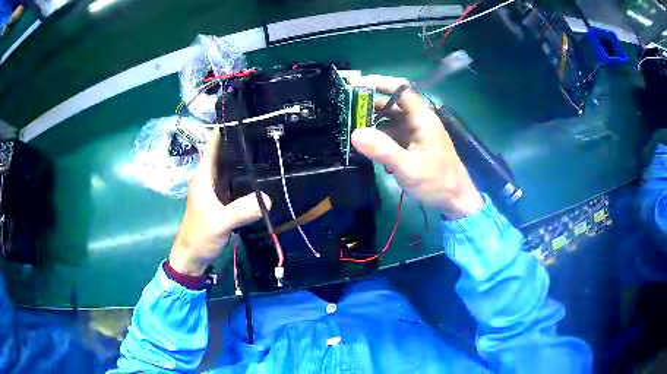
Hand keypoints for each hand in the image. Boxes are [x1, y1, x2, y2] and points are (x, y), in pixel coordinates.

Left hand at [169, 129, 270, 275]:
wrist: (192, 257)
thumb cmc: (199, 235)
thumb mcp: (219, 222)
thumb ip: (241, 210)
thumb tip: (268, 198)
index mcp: (204, 175)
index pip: (215, 143)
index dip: (227, 127)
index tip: (247, 115)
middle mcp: (210, 177)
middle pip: (226, 152)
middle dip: (242, 140)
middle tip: (267, 129)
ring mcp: (217, 189)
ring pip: (232, 167)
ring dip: (245, 158)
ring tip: (268, 146)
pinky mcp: (223, 200)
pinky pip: (236, 182)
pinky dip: (247, 176)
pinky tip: (262, 174)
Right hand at [350, 75, 482, 218]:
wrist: (456, 200)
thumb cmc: (436, 182)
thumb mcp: (408, 168)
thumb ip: (383, 150)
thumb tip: (355, 133)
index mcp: (422, 118)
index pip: (400, 89)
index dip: (379, 82)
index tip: (354, 85)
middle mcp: (419, 120)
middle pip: (392, 103)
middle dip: (369, 103)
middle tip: (344, 108)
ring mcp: (416, 133)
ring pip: (391, 119)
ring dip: (372, 120)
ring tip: (349, 125)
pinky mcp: (413, 144)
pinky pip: (393, 133)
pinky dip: (379, 135)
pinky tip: (366, 144)